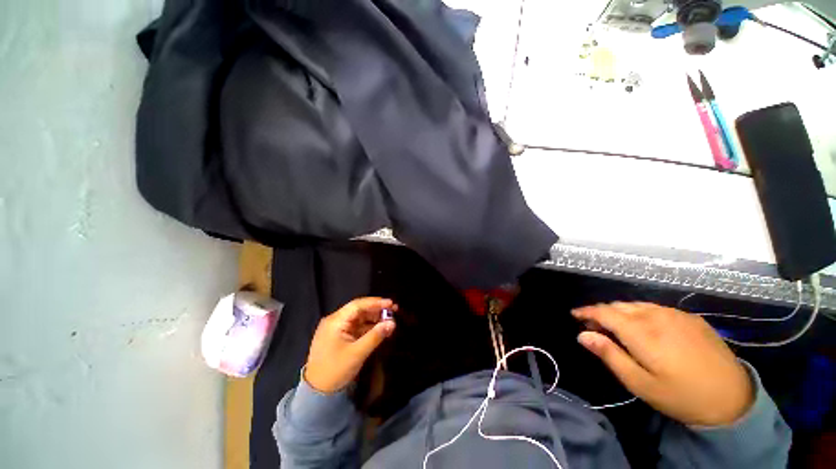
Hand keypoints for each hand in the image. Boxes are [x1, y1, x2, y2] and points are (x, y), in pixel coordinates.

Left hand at [304, 298, 396, 393]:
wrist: (317, 394)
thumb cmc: (335, 370)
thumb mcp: (357, 353)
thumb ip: (376, 336)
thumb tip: (393, 323)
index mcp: (335, 321)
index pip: (358, 305)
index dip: (376, 303)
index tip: (391, 303)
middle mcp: (335, 321)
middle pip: (359, 310)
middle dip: (377, 310)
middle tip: (394, 310)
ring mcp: (337, 329)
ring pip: (359, 318)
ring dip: (374, 319)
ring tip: (390, 321)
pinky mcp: (340, 337)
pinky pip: (357, 327)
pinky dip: (369, 327)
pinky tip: (381, 329)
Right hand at [572, 302, 753, 425]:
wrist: (733, 399)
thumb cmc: (681, 396)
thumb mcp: (640, 383)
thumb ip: (609, 355)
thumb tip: (582, 335)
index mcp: (642, 332)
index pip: (604, 312)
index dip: (586, 311)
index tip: (574, 315)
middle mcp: (657, 316)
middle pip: (619, 306)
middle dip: (602, 313)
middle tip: (594, 327)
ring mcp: (676, 314)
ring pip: (637, 305)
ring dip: (620, 312)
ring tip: (616, 326)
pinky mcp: (690, 318)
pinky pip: (656, 308)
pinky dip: (640, 313)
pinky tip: (644, 327)